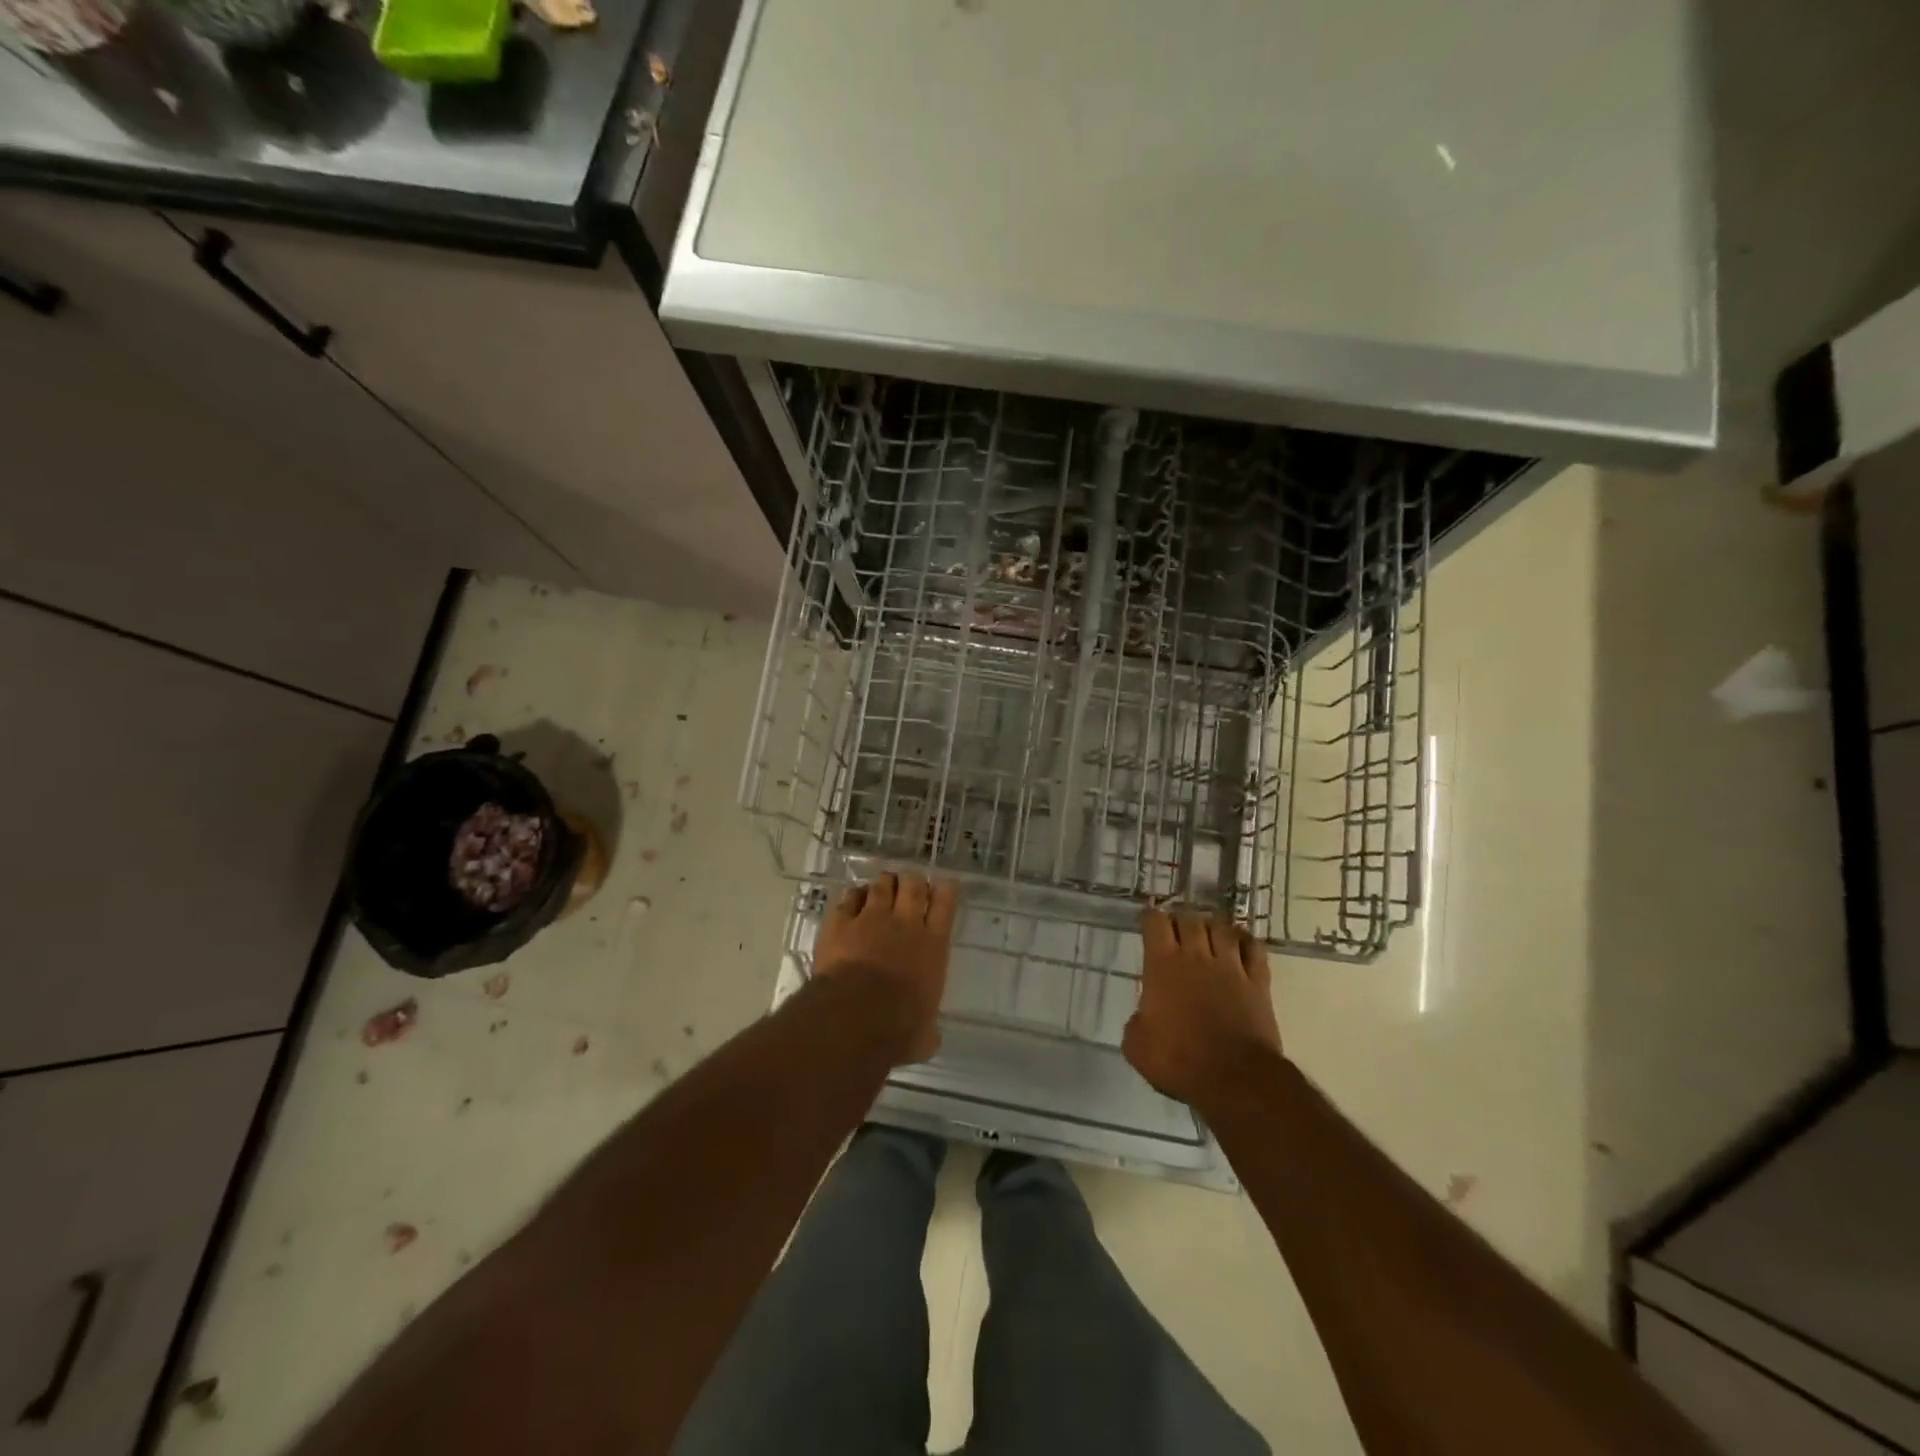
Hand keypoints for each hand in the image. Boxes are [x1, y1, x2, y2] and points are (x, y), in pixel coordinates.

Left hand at [813, 873, 957, 1064]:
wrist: (855, 1015)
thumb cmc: (898, 1027)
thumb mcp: (924, 1036)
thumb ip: (928, 1029)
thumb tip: (929, 1037)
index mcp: (933, 946)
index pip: (945, 905)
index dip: (946, 890)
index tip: (945, 885)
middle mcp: (906, 924)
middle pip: (914, 886)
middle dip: (913, 882)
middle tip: (911, 885)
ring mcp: (871, 918)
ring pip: (882, 886)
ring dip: (885, 883)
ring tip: (884, 884)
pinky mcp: (840, 922)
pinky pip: (849, 899)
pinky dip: (854, 896)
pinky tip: (853, 898)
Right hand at [1124, 908, 1281, 1108]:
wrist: (1235, 1079)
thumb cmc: (1179, 1061)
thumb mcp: (1137, 1047)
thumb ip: (1136, 1024)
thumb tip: (1143, 1018)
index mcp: (1163, 966)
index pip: (1156, 923)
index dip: (1150, 918)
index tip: (1148, 922)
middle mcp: (1196, 957)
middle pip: (1189, 919)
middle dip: (1180, 919)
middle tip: (1175, 929)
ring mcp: (1231, 967)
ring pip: (1222, 928)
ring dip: (1212, 926)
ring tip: (1207, 933)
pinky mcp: (1258, 983)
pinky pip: (1254, 949)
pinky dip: (1245, 941)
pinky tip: (1240, 944)